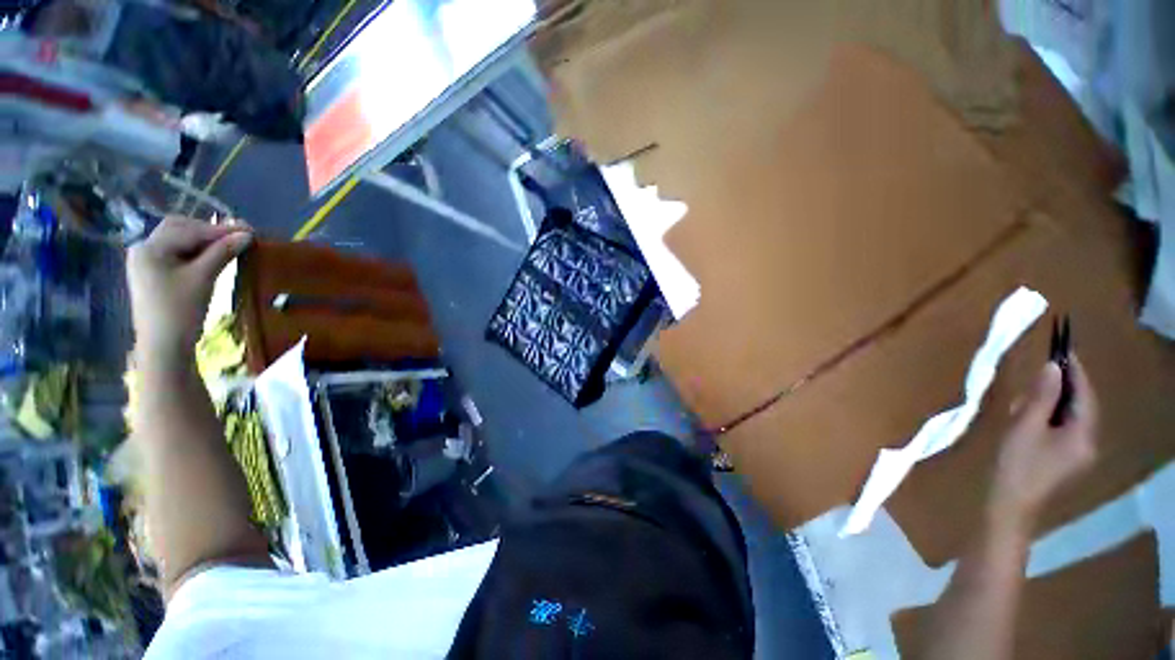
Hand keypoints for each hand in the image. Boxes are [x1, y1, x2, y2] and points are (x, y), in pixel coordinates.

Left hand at [127, 217, 251, 358]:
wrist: (164, 345)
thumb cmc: (180, 310)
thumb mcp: (203, 279)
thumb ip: (222, 253)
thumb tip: (246, 235)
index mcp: (150, 248)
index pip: (189, 230)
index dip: (220, 229)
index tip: (250, 230)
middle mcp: (144, 249)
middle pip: (179, 229)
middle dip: (209, 231)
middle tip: (238, 237)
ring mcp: (147, 262)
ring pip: (179, 241)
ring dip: (204, 241)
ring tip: (229, 246)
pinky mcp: (154, 274)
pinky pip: (177, 253)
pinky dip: (196, 252)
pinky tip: (212, 257)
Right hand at [989, 357, 1098, 533]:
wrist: (1010, 504)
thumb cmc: (1017, 464)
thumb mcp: (1025, 427)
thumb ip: (1041, 397)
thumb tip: (1052, 366)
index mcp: (1084, 434)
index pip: (1084, 394)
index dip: (1075, 370)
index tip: (1062, 347)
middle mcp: (1088, 441)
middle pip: (1081, 404)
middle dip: (1062, 385)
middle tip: (1040, 371)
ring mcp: (1078, 451)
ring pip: (1071, 415)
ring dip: (1053, 401)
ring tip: (1029, 395)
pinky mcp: (1065, 457)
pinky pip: (1063, 427)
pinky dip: (1049, 415)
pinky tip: (1030, 416)